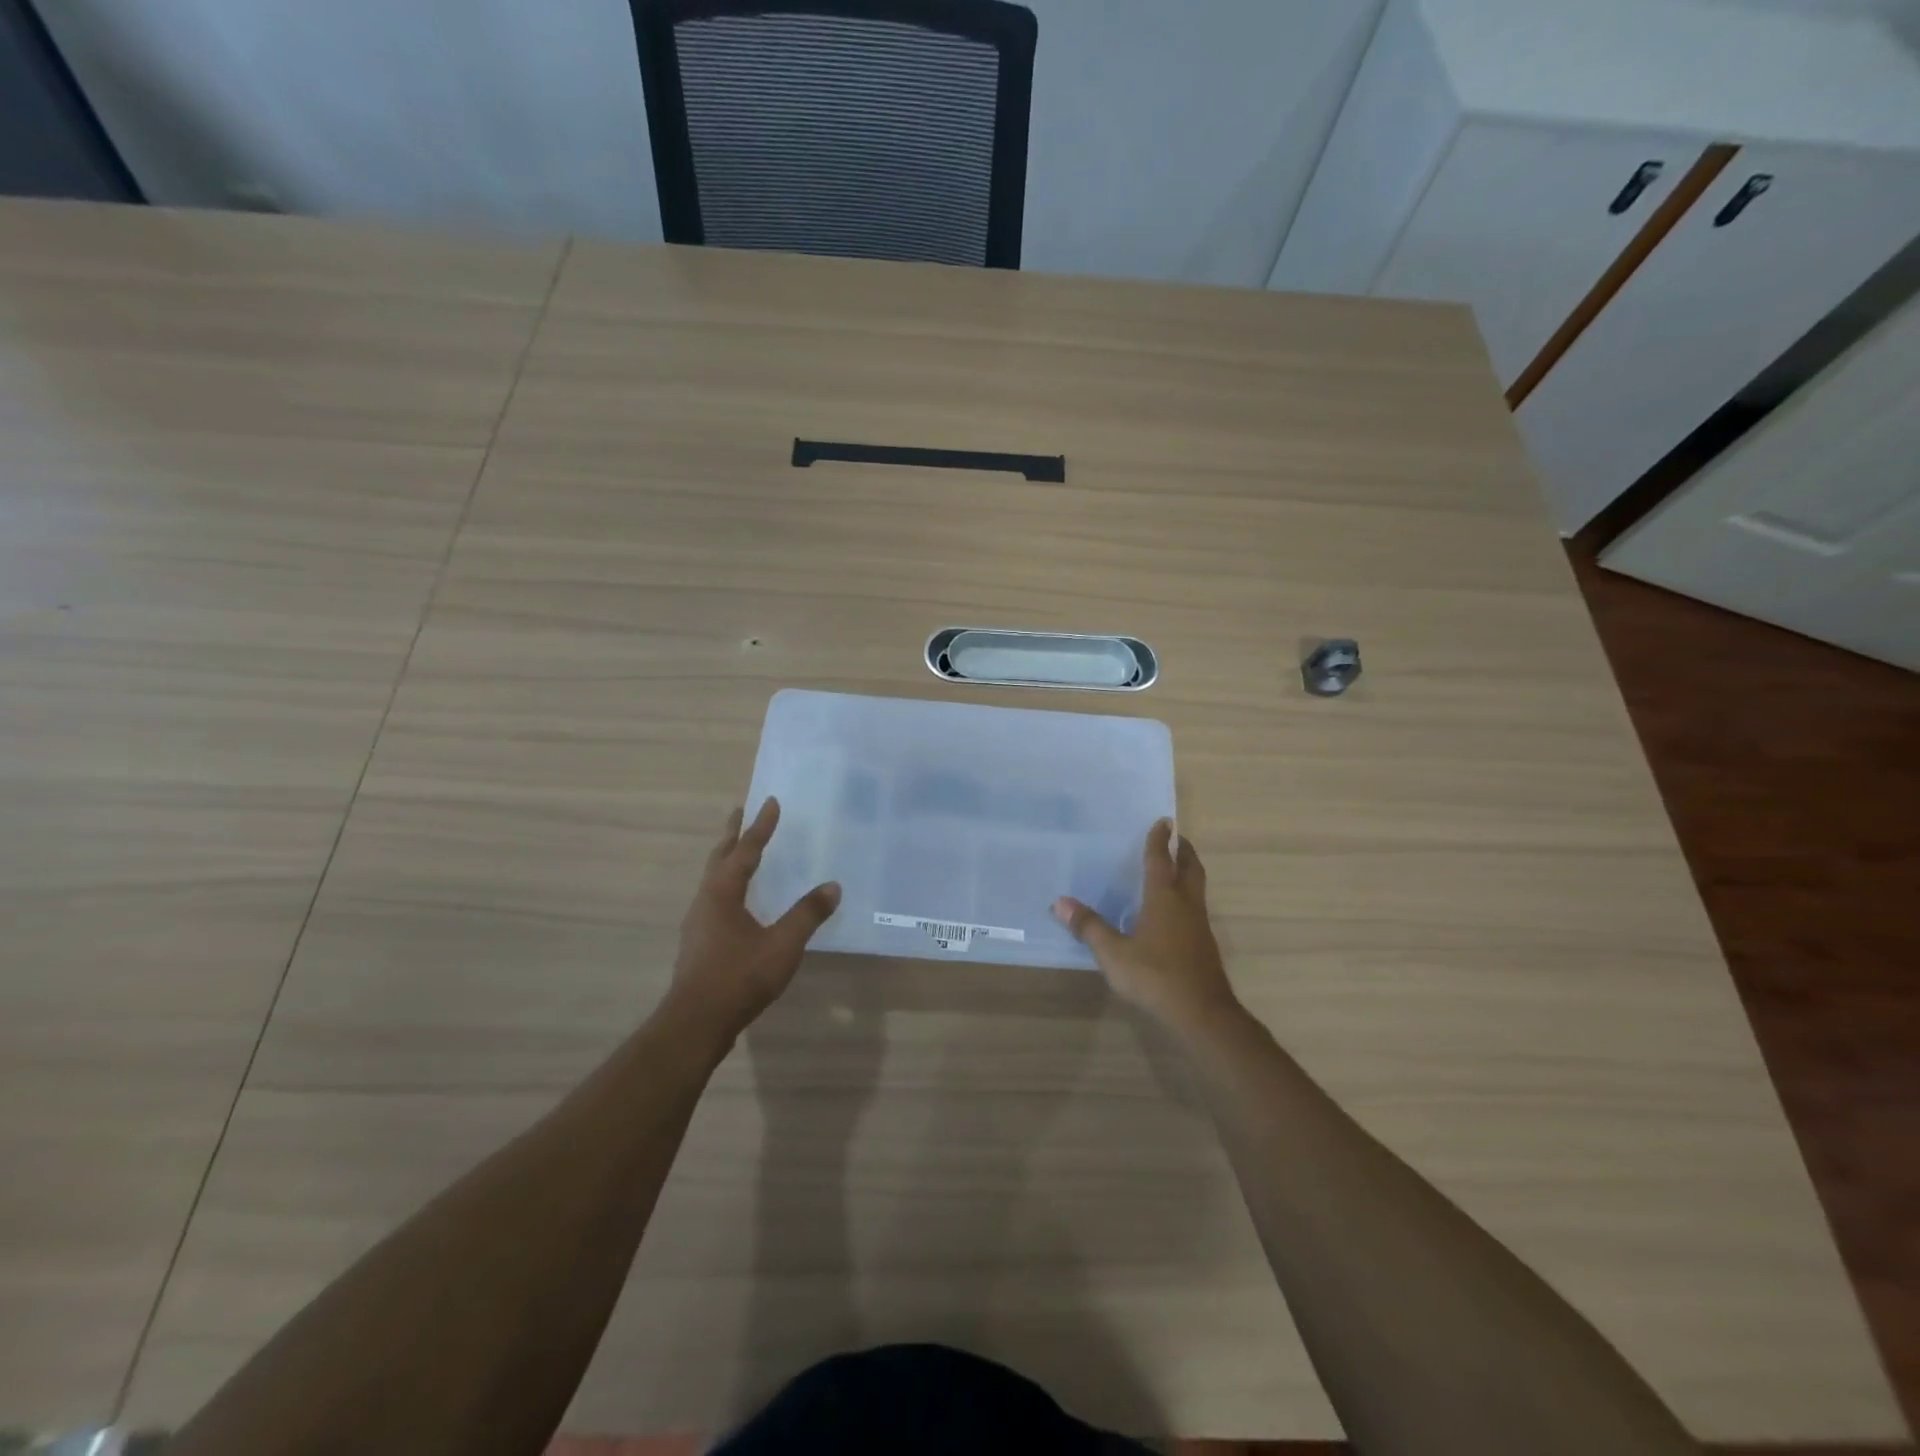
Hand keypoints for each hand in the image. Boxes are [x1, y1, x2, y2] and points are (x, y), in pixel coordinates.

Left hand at [670, 799, 840, 1040]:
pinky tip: (739, 901)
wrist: (695, 1023)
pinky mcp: (700, 942)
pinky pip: (715, 899)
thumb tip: (832, 886)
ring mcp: (699, 923)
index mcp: (723, 892)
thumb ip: (807, 914)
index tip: (770, 801)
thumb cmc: (739, 976)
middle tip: (740, 812)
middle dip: (733, 835)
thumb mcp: (782, 945)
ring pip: (714, 879)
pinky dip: (728, 884)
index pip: (746, 851)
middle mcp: (706, 900)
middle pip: (720, 858)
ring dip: (728, 859)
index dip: (760, 827)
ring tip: (740, 851)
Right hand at [1053, 819, 1238, 1034]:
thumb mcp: (1113, 953)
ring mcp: (1199, 925)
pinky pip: (1196, 908)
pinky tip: (1174, 911)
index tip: (1165, 821)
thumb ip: (1089, 927)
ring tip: (1175, 868)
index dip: (1161, 839)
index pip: (1161, 860)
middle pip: (1190, 868)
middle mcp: (1185, 904)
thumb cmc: (1155, 975)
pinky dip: (1187, 897)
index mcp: (1164, 898)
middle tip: (1176, 838)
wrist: (1201, 1012)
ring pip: (1197, 888)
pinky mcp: (1204, 944)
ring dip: (1188, 872)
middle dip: (1184, 850)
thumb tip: (1060, 903)